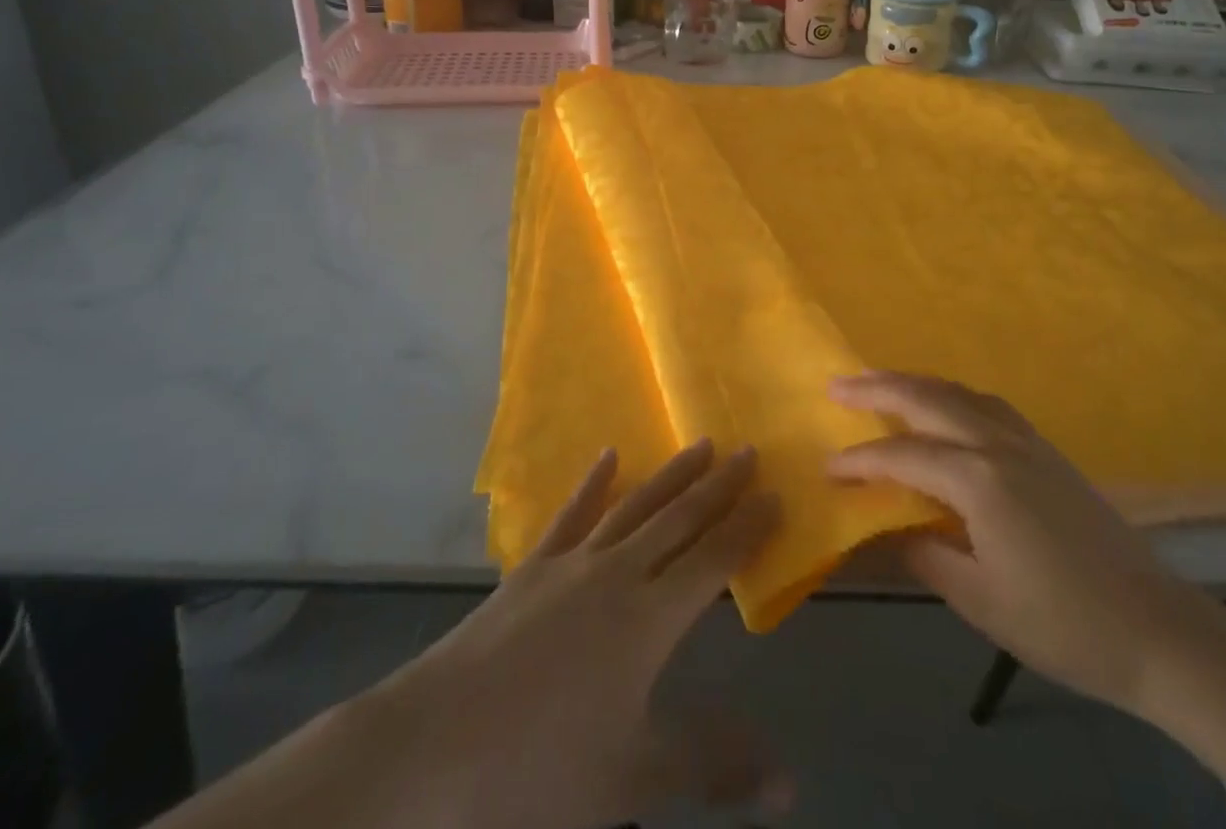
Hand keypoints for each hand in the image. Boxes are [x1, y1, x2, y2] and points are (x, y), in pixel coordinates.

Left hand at [376, 440, 786, 828]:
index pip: (714, 560)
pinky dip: (593, 483)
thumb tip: (791, 781)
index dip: (748, 528)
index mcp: (649, 618)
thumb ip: (713, 767)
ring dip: (671, 475)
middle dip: (719, 486)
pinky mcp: (532, 566)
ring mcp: (572, 563)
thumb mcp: (633, 779)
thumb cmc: (539, 770)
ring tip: (700, 445)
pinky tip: (607, 457)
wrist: (434, 746)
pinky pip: (572, 513)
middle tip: (749, 451)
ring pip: (635, 505)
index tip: (776, 495)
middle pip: (680, 519)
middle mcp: (618, 573)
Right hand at [828, 371, 1221, 714]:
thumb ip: (925, 553)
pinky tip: (944, 405)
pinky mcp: (1046, 449)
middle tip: (836, 385)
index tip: (827, 467)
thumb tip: (884, 527)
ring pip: (958, 391)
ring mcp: (1026, 440)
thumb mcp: (981, 600)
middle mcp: (998, 444)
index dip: (860, 461)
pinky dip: (951, 393)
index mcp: (978, 480)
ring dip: (913, 382)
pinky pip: (985, 403)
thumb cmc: (1064, 624)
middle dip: (876, 389)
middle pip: (926, 398)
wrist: (1158, 630)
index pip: (902, 457)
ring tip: (879, 383)